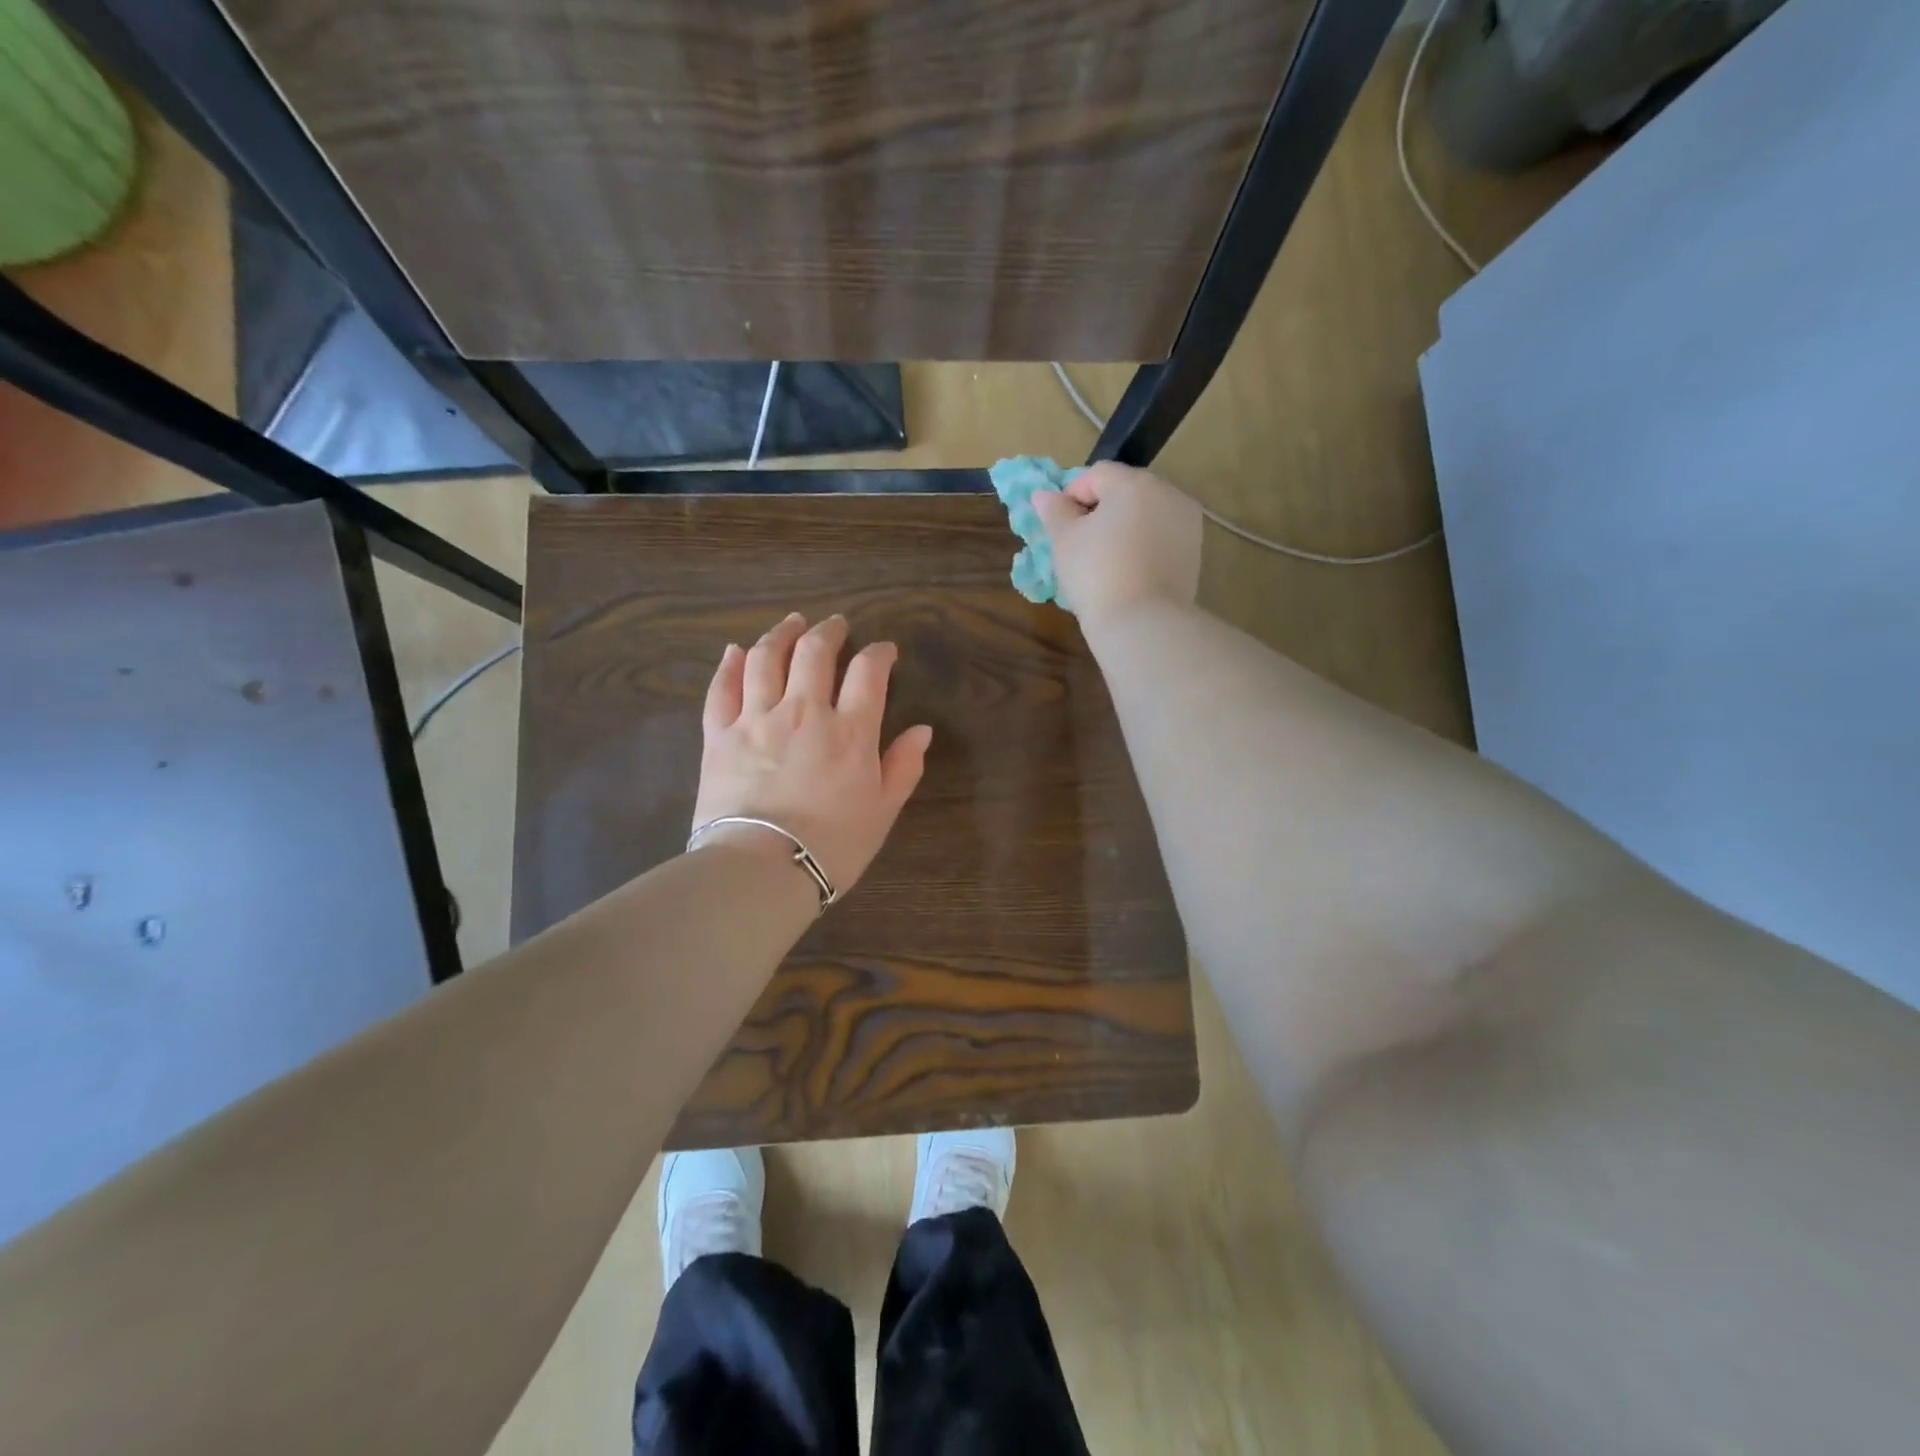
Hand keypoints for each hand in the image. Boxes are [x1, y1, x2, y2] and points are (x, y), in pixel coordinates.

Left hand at [692, 613, 932, 895]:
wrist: (762, 869)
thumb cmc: (832, 846)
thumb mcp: (883, 812)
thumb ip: (903, 767)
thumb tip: (922, 730)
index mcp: (850, 731)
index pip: (868, 672)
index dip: (879, 653)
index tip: (884, 650)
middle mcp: (804, 711)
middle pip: (815, 652)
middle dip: (828, 631)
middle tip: (835, 624)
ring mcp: (757, 719)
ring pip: (767, 658)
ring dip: (781, 634)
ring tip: (791, 622)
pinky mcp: (719, 735)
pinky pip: (721, 689)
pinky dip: (730, 664)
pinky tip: (735, 650)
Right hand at [1031, 463, 1201, 631]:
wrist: (1142, 623)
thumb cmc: (1096, 575)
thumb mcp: (1064, 541)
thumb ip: (1054, 511)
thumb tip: (1043, 495)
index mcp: (1135, 483)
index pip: (1097, 474)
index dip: (1073, 496)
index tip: (1061, 527)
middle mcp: (1168, 493)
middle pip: (1126, 490)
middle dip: (1101, 510)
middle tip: (1080, 545)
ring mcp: (1187, 522)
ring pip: (1146, 514)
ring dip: (1124, 527)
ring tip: (1105, 561)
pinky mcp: (1194, 551)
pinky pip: (1161, 537)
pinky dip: (1143, 545)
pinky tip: (1128, 572)